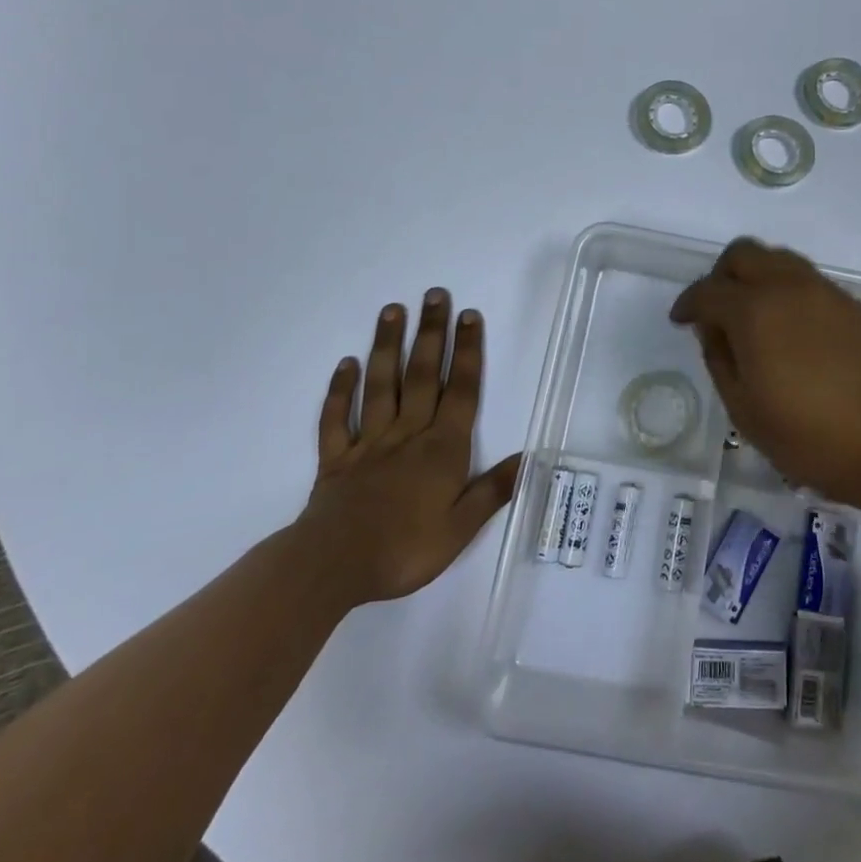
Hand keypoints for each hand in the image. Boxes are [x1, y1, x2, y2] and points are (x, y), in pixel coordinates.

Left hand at [295, 290, 519, 608]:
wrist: (332, 567)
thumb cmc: (404, 549)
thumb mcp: (460, 528)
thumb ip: (492, 490)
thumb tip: (528, 457)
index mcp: (442, 448)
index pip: (460, 390)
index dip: (466, 351)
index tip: (469, 315)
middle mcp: (408, 433)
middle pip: (422, 375)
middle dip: (431, 333)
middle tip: (434, 294)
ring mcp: (369, 442)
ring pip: (381, 385)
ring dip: (388, 346)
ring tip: (392, 310)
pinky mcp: (336, 458)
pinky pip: (336, 418)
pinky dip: (340, 390)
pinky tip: (346, 364)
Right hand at [670, 239, 860, 508]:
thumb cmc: (807, 436)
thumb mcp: (743, 409)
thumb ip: (719, 359)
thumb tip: (713, 329)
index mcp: (753, 311)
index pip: (708, 291)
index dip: (687, 303)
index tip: (681, 320)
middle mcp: (787, 287)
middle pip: (744, 254)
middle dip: (722, 275)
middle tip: (718, 310)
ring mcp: (825, 292)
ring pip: (780, 259)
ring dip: (758, 277)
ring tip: (757, 317)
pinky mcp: (853, 305)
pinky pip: (810, 282)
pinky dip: (790, 293)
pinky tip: (795, 332)